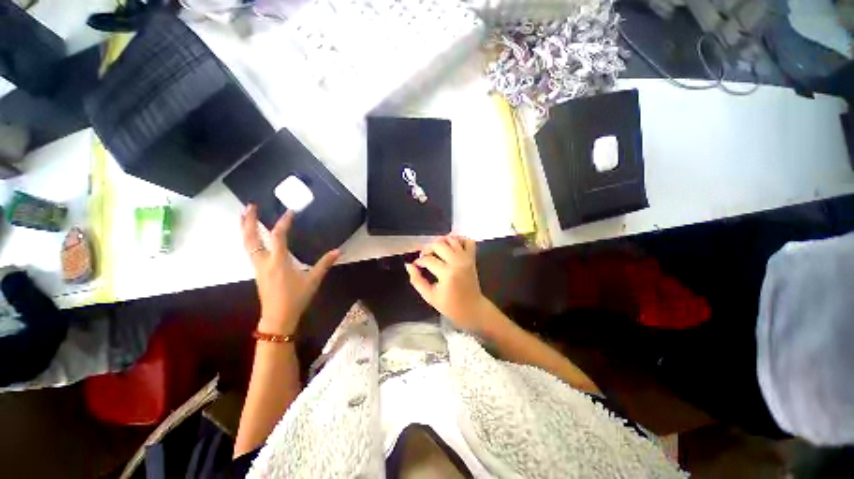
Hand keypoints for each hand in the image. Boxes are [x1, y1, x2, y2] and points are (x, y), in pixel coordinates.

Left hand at [241, 205, 338, 335]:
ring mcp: (258, 267)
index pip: (278, 236)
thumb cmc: (296, 298)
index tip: (290, 211)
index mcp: (278, 262)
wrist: (278, 317)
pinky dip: (249, 239)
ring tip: (245, 216)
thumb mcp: (313, 280)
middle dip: (249, 221)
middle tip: (250, 206)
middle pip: (252, 238)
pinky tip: (253, 237)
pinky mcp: (257, 272)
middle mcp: (264, 261)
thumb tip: (338, 251)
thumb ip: (324, 264)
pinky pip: (250, 251)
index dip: (283, 222)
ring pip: (247, 244)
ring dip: (245, 229)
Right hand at [405, 235, 491, 331]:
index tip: (416, 265)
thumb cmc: (450, 306)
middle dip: (428, 248)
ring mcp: (466, 258)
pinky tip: (450, 246)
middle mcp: (457, 262)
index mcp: (447, 273)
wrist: (472, 309)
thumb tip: (409, 266)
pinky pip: (468, 241)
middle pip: (439, 244)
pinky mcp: (472, 258)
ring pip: (452, 239)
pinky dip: (459, 239)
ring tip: (435, 251)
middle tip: (424, 256)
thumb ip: (417, 280)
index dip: (418, 261)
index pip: (428, 259)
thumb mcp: (429, 296)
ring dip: (441, 242)